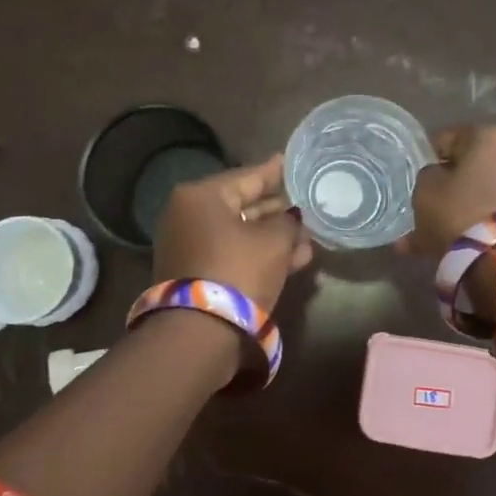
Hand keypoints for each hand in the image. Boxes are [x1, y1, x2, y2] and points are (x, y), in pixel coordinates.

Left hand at [153, 154, 312, 308]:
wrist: (200, 332)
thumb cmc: (238, 271)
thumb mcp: (274, 241)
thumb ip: (289, 222)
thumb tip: (292, 217)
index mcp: (200, 196)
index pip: (247, 176)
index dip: (275, 172)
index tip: (294, 164)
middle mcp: (188, 215)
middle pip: (242, 204)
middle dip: (277, 209)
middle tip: (306, 204)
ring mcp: (189, 245)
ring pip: (240, 233)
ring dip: (273, 235)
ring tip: (308, 236)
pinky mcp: (196, 272)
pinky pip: (233, 253)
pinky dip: (259, 254)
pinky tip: (295, 258)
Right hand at [400, 125, 495, 258]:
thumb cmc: (459, 210)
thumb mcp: (425, 189)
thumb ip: (428, 175)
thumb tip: (438, 178)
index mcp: (490, 136)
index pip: (447, 139)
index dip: (427, 158)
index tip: (414, 178)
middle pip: (467, 168)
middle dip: (446, 187)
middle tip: (423, 206)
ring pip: (477, 194)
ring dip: (456, 209)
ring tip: (428, 235)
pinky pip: (490, 213)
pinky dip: (471, 224)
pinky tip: (444, 245)